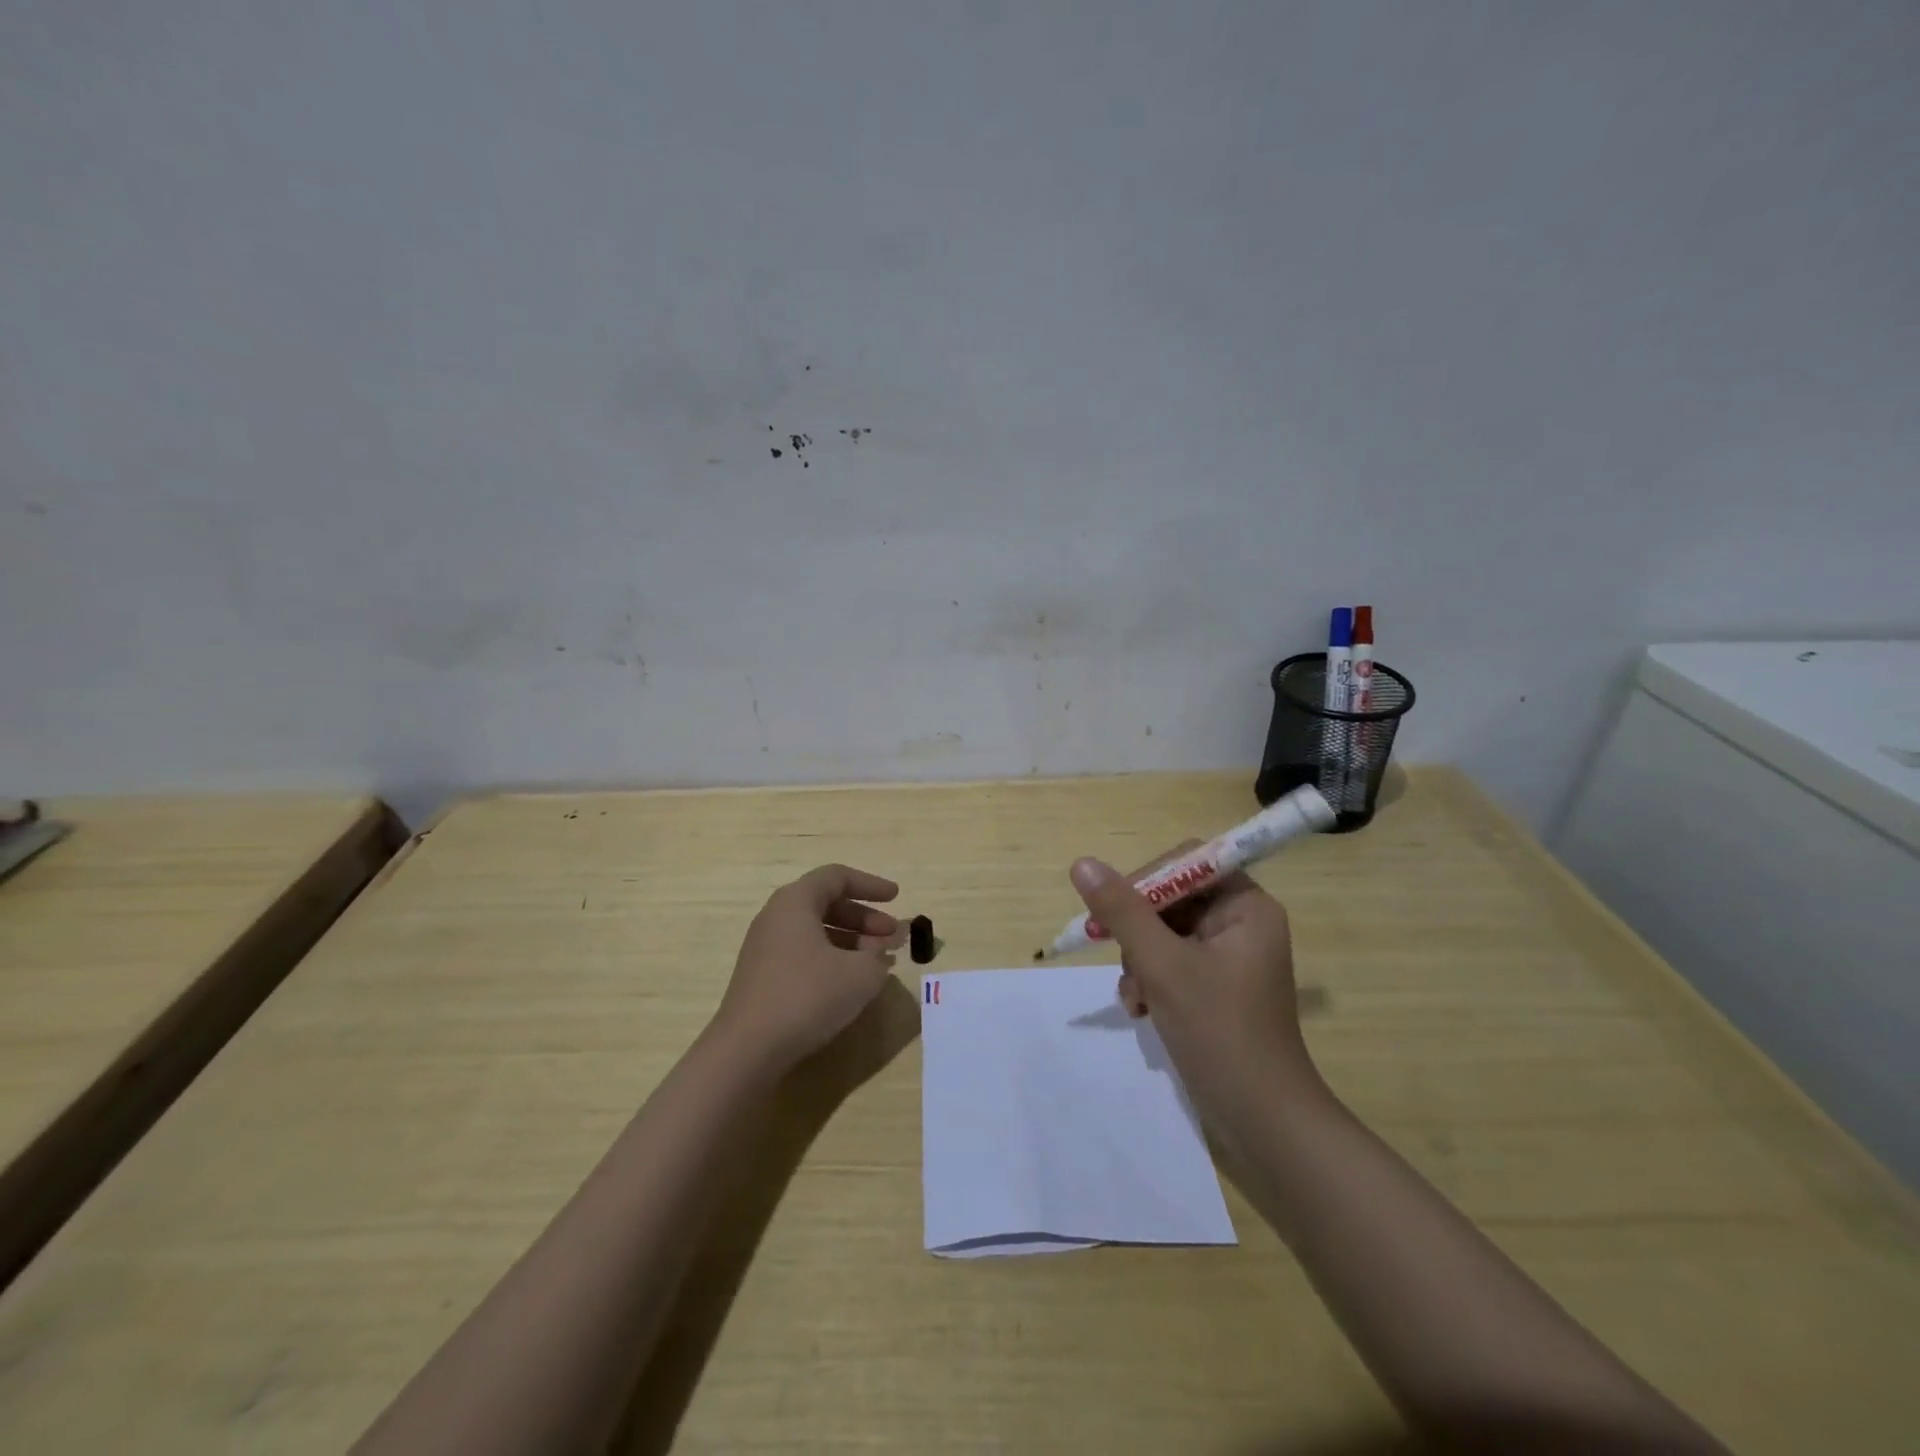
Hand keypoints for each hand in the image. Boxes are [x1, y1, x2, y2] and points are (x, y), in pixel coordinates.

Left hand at [714, 863, 906, 1072]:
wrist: (747, 1050)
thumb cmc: (807, 996)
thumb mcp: (860, 975)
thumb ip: (878, 956)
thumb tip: (879, 951)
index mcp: (796, 901)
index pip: (837, 877)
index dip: (871, 885)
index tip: (897, 898)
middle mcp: (777, 916)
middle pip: (827, 903)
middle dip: (865, 917)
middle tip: (893, 937)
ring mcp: (766, 947)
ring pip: (816, 930)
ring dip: (851, 940)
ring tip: (878, 961)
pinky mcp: (763, 975)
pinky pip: (804, 952)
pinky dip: (832, 958)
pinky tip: (850, 982)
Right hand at [1069, 852, 1319, 1109]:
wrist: (1262, 1121)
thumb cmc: (1220, 1032)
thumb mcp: (1162, 965)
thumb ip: (1122, 911)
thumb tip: (1083, 864)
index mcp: (1246, 907)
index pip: (1186, 863)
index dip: (1145, 880)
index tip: (1111, 910)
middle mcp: (1241, 924)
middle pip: (1171, 899)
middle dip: (1138, 931)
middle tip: (1114, 954)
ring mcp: (1228, 958)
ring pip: (1163, 933)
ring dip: (1139, 961)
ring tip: (1137, 997)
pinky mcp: (1215, 988)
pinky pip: (1170, 963)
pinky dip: (1150, 981)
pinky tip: (1142, 1010)